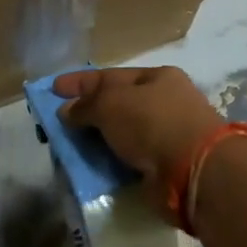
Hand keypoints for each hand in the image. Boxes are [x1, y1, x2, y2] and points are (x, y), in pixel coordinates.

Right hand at [54, 66, 224, 212]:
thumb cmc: (152, 122)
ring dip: (97, 140)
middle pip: (117, 105)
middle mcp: (164, 103)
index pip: (110, 76)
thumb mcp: (110, 103)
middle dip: (87, 113)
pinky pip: (129, 159)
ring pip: (122, 134)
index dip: (79, 82)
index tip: (52, 89)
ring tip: (68, 148)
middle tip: (57, 123)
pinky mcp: (165, 166)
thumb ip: (85, 106)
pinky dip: (110, 162)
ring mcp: (167, 135)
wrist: (193, 170)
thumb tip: (67, 111)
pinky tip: (90, 167)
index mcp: (157, 78)